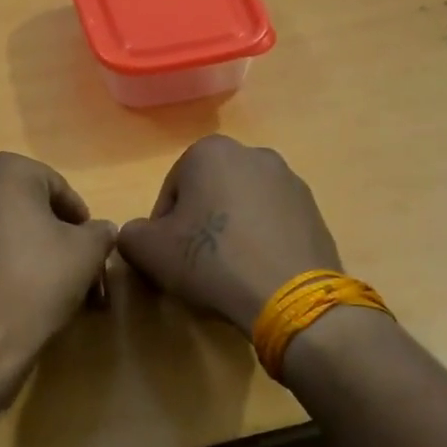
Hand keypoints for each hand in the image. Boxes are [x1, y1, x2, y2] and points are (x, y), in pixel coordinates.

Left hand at [0, 153, 115, 391]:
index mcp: (3, 171)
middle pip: (25, 205)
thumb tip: (101, 230)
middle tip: (75, 268)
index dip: (79, 219)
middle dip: (54, 234)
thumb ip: (99, 232)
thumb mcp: (86, 254)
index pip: (56, 187)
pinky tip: (15, 292)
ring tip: (49, 284)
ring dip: (28, 248)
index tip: (92, 249)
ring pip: (0, 226)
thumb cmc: (34, 284)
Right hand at [117, 136, 341, 335]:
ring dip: (231, 232)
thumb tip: (140, 235)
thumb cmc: (211, 261)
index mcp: (210, 151)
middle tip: (196, 264)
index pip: (171, 192)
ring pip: (242, 207)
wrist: (288, 295)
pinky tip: (257, 272)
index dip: (163, 228)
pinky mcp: (315, 209)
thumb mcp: (148, 250)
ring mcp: (290, 180)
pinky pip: (273, 223)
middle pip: (209, 194)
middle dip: (200, 224)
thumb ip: (131, 234)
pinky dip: (261, 241)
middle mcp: (253, 153)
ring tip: (230, 272)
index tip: (168, 257)